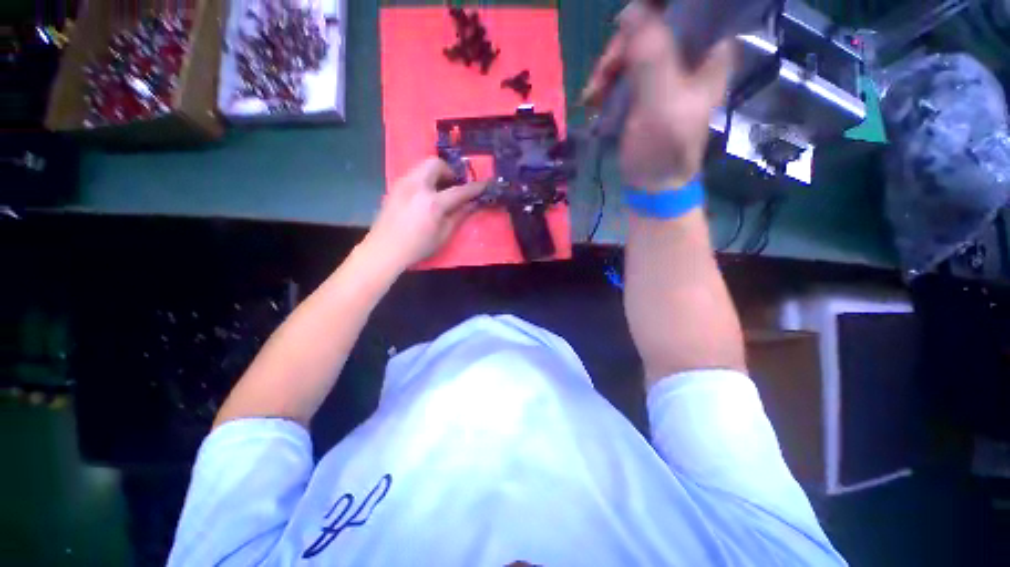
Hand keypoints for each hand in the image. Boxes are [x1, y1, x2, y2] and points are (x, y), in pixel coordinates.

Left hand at [366, 158, 485, 269]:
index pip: (459, 190)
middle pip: (436, 164)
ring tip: (441, 190)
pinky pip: (414, 174)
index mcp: (432, 202)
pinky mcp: (395, 187)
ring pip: (423, 166)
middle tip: (455, 185)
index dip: (474, 188)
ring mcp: (403, 184)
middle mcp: (417, 186)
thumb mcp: (443, 235)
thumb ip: (459, 216)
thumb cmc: (417, 247)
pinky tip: (426, 195)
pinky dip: (425, 179)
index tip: (485, 184)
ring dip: (436, 173)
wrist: (384, 250)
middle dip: (450, 171)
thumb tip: (472, 204)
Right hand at [581, 2, 733, 189]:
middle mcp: (691, 54)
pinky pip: (623, 70)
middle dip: (622, 48)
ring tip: (593, 94)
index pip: (687, 9)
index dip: (654, 12)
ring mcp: (666, 71)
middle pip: (654, 24)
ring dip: (608, 68)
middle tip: (602, 75)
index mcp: (710, 50)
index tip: (626, 30)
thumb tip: (630, 9)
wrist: (652, 184)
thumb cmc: (664, 146)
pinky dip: (606, 82)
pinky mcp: (646, 89)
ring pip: (634, 47)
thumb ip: (651, 53)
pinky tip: (594, 99)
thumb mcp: (660, 100)